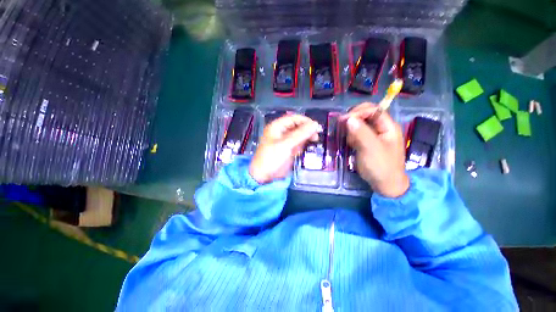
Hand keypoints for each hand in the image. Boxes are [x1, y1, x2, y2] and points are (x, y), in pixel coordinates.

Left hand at [249, 114, 321, 183]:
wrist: (264, 175)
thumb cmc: (272, 157)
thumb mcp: (286, 144)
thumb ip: (300, 134)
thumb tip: (315, 124)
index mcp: (277, 126)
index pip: (294, 118)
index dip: (305, 121)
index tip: (316, 126)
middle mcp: (281, 131)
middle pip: (297, 126)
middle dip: (307, 130)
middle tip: (316, 136)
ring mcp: (285, 141)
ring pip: (299, 135)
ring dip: (305, 138)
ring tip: (311, 143)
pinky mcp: (288, 149)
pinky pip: (298, 143)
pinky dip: (301, 146)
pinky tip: (301, 151)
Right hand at [341, 102, 408, 197]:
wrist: (384, 185)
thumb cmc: (381, 166)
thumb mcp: (371, 149)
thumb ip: (361, 133)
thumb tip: (349, 119)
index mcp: (388, 126)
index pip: (373, 110)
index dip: (359, 112)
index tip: (344, 120)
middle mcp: (381, 128)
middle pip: (366, 115)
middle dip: (353, 120)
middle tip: (342, 127)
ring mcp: (373, 136)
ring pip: (359, 125)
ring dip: (351, 130)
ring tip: (350, 141)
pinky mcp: (366, 143)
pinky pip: (356, 134)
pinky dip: (351, 137)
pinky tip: (350, 144)